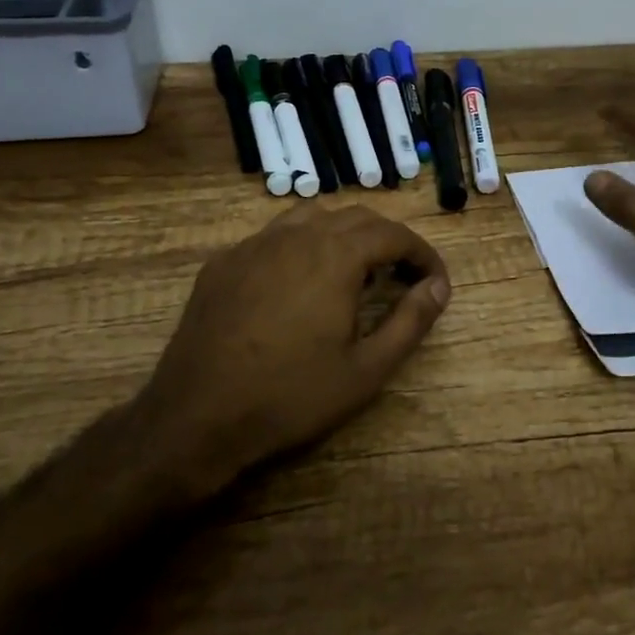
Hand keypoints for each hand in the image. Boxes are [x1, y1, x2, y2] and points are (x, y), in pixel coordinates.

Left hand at [125, 204, 451, 494]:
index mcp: (335, 255)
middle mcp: (296, 235)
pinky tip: (296, 283)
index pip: (394, 234)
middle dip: (387, 240)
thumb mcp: (366, 370)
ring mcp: (254, 244)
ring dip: (342, 234)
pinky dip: (300, 246)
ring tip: (352, 271)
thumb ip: (410, 321)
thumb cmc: (290, 396)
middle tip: (401, 276)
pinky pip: (273, 237)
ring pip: (311, 216)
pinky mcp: (223, 261)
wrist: (196, 417)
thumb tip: (438, 286)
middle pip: (355, 217)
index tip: (434, 280)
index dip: (421, 253)